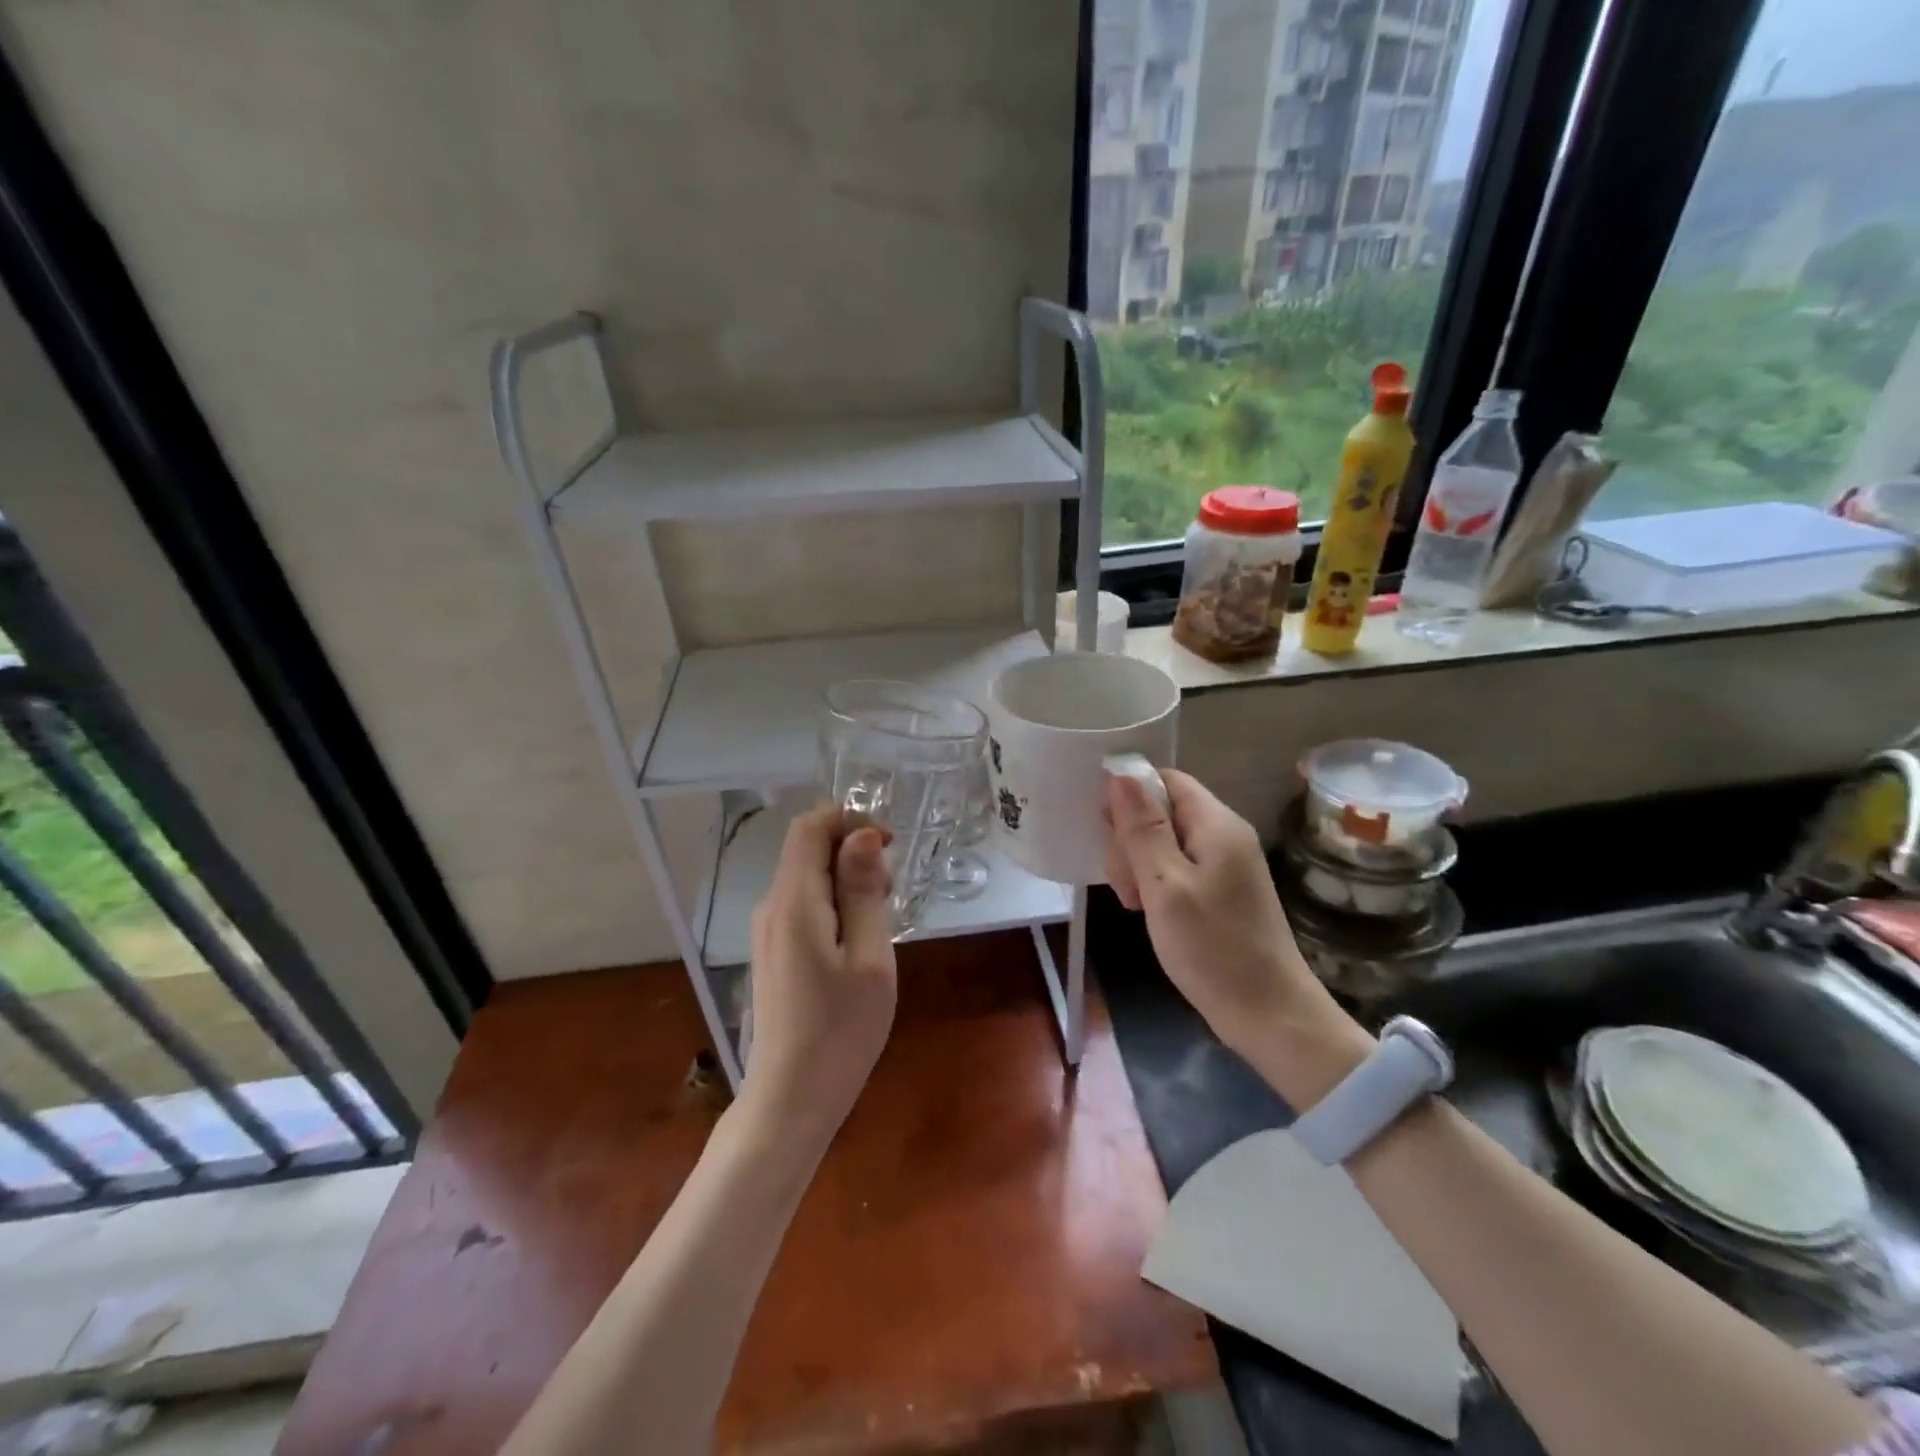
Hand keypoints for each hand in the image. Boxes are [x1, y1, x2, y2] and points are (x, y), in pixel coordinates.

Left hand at [744, 806, 897, 1138]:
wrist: (791, 1099)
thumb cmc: (841, 1029)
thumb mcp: (870, 956)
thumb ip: (863, 891)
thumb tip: (861, 835)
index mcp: (793, 901)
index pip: (810, 826)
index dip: (850, 820)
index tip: (889, 848)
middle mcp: (771, 906)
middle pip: (808, 849)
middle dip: (853, 854)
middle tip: (892, 896)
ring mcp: (767, 932)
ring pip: (808, 878)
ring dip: (847, 881)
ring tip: (879, 925)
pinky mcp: (773, 952)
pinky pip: (804, 907)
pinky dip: (834, 905)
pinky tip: (857, 944)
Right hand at [1105, 771, 1368, 1097]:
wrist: (1269, 1015)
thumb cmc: (1213, 948)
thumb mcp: (1166, 886)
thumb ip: (1142, 829)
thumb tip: (1120, 775)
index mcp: (1216, 824)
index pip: (1165, 780)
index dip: (1129, 795)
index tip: (1105, 833)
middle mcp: (1225, 835)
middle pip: (1163, 810)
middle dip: (1131, 838)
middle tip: (1124, 884)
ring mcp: (1226, 864)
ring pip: (1165, 841)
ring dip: (1139, 864)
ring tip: (1134, 903)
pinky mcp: (1222, 891)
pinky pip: (1178, 868)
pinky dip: (1156, 883)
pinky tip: (1147, 910)